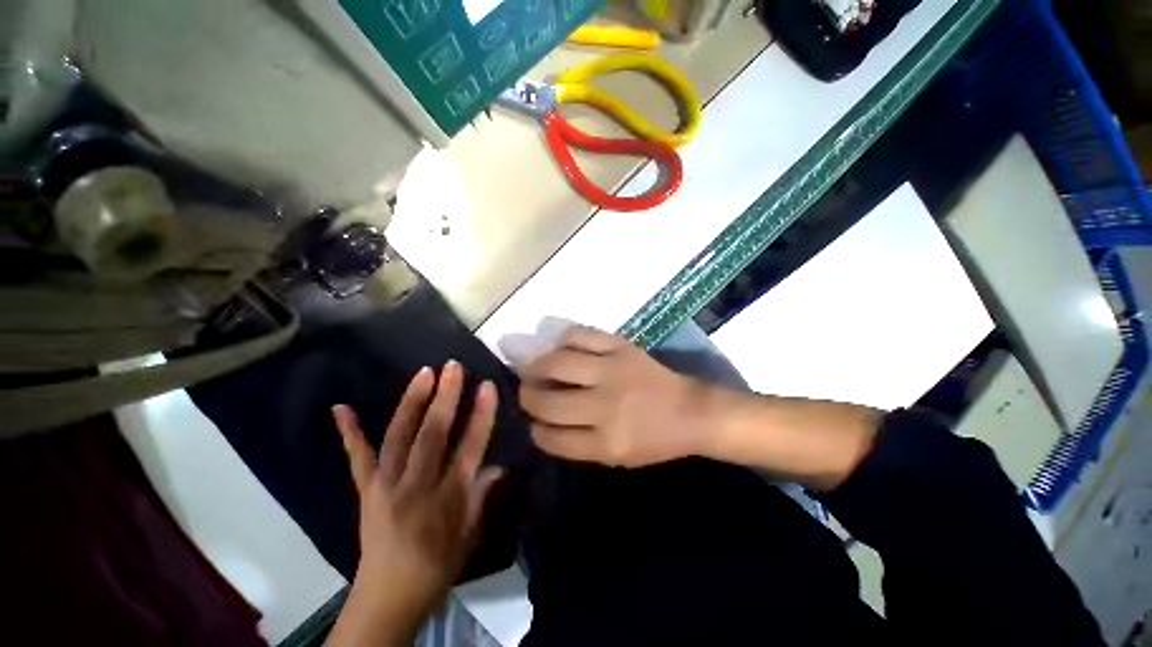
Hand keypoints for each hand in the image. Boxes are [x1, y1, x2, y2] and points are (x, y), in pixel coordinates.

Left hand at [326, 362, 502, 646]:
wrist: (387, 599)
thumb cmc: (436, 567)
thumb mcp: (469, 535)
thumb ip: (482, 496)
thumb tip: (499, 466)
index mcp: (447, 499)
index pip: (469, 448)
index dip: (480, 415)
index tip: (486, 386)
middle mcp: (415, 487)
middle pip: (432, 435)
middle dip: (445, 398)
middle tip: (453, 367)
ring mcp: (385, 487)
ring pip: (398, 437)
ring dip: (411, 402)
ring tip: (424, 373)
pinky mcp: (366, 491)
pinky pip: (357, 458)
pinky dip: (349, 432)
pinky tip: (340, 408)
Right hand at [518, 325, 709, 467]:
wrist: (691, 410)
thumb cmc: (655, 440)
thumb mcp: (618, 458)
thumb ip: (579, 443)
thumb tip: (544, 422)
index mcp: (607, 443)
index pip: (552, 437)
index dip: (536, 430)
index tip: (534, 423)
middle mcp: (605, 406)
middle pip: (548, 401)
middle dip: (528, 397)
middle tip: (527, 392)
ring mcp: (613, 371)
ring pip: (556, 363)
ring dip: (536, 367)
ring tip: (534, 369)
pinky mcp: (620, 347)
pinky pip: (579, 336)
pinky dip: (563, 340)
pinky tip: (560, 348)